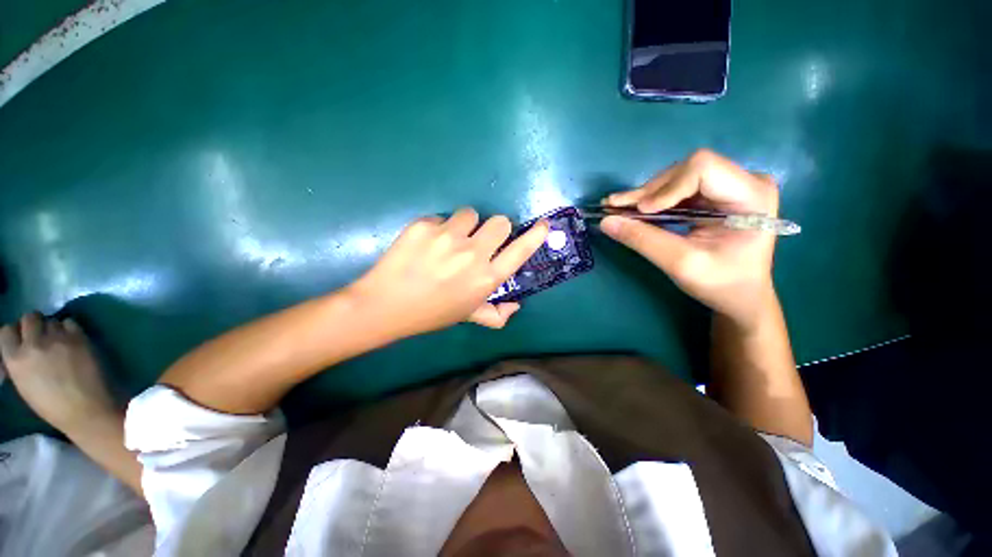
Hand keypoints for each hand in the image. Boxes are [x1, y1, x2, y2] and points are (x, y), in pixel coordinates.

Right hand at [1, 313, 118, 433]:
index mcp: (14, 359)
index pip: (6, 330)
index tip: (22, 339)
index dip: (16, 333)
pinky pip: (70, 322)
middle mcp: (33, 344)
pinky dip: (70, 329)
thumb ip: (20, 361)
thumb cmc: (53, 406)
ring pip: (51, 320)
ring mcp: (57, 339)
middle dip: (34, 324)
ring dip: (54, 328)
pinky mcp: (79, 337)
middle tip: (42, 336)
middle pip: (29, 318)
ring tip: (59, 342)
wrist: (86, 410)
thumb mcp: (24, 384)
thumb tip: (21, 347)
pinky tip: (73, 341)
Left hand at [349, 208, 548, 336]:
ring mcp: (448, 237)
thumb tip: (515, 307)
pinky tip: (425, 244)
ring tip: (448, 242)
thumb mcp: (467, 316)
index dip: (535, 236)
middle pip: (500, 221)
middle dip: (493, 229)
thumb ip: (496, 314)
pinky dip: (438, 228)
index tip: (543, 225)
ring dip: (465, 226)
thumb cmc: (432, 312)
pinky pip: (442, 218)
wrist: (386, 305)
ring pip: (470, 214)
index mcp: (486, 279)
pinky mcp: (425, 225)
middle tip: (478, 240)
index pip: (520, 251)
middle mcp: (473, 255)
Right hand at [600, 150, 778, 328]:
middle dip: (649, 192)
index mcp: (751, 195)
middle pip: (686, 170)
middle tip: (615, 208)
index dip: (667, 187)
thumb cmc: (721, 284)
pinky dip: (652, 201)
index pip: (703, 169)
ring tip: (618, 208)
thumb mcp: (681, 264)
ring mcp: (729, 186)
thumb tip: (606, 221)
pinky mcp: (714, 195)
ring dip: (646, 195)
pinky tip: (632, 209)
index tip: (640, 211)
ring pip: (677, 177)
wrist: (740, 296)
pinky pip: (677, 189)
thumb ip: (643, 240)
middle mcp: (745, 181)